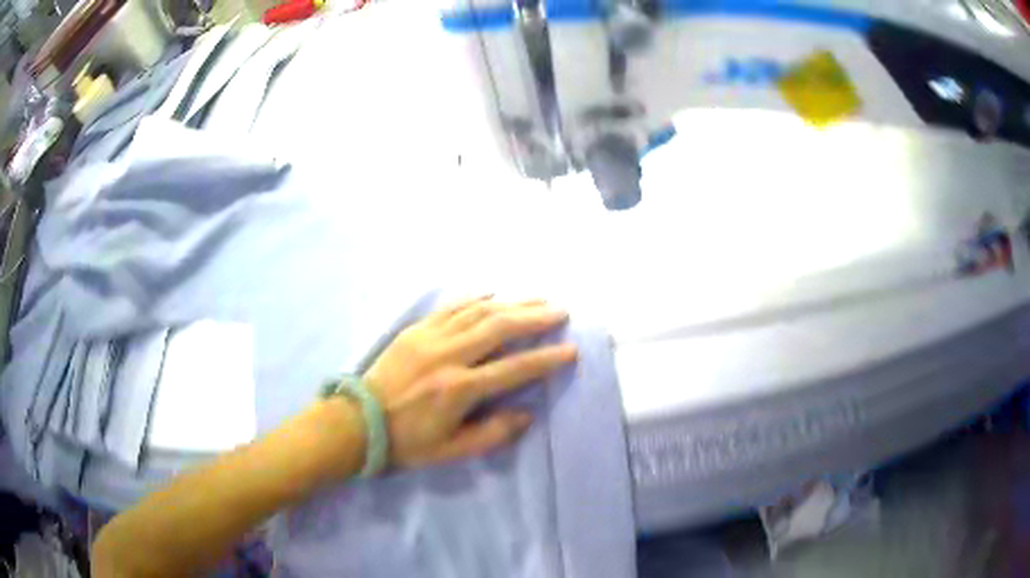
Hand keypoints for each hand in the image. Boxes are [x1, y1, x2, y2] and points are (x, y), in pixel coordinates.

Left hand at [363, 296, 576, 468]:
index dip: (545, 359)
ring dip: (511, 302)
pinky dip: (475, 297)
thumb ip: (492, 434)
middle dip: (534, 317)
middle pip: (499, 328)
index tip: (571, 350)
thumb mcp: (452, 450)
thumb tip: (526, 413)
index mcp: (459, 390)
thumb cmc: (407, 442)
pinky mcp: (415, 329)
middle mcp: (448, 356)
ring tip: (537, 298)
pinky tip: (493, 292)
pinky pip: (451, 307)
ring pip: (478, 311)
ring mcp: (429, 338)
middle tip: (561, 311)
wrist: (358, 422)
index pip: (513, 369)